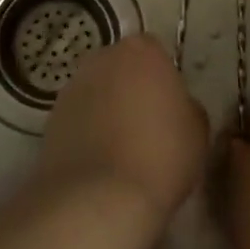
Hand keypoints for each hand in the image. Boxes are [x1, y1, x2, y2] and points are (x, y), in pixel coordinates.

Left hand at [39, 35, 209, 232]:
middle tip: (147, 128)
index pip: (155, 53)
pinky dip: (87, 133)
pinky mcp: (51, 117)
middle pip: (122, 68)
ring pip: (97, 92)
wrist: (98, 197)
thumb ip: (186, 106)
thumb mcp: (198, 130)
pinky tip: (100, 164)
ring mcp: (72, 86)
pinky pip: (79, 118)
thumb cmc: (160, 156)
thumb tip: (174, 107)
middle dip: (131, 89)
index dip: (162, 81)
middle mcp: (102, 58)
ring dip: (107, 111)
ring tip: (121, 152)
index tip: (169, 110)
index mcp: (142, 51)